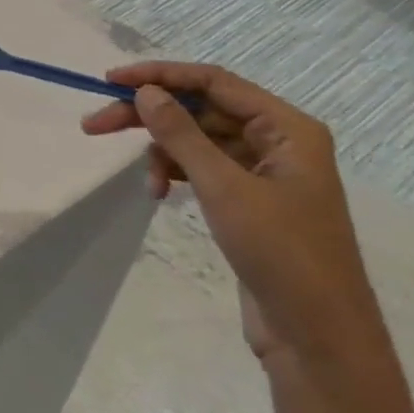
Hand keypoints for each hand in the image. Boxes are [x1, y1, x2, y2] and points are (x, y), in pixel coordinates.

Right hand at [81, 62, 385, 365]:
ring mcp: (264, 172)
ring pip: (197, 140)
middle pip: (201, 109)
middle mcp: (278, 141)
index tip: (111, 81)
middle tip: (95, 125)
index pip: (214, 81)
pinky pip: (202, 168)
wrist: (319, 337)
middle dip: (150, 116)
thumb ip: (181, 134)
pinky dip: (176, 174)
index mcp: (288, 128)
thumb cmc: (281, 253)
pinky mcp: (249, 200)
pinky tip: (159, 193)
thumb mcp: (224, 187)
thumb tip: (145, 91)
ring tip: (145, 182)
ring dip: (163, 152)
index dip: (160, 75)